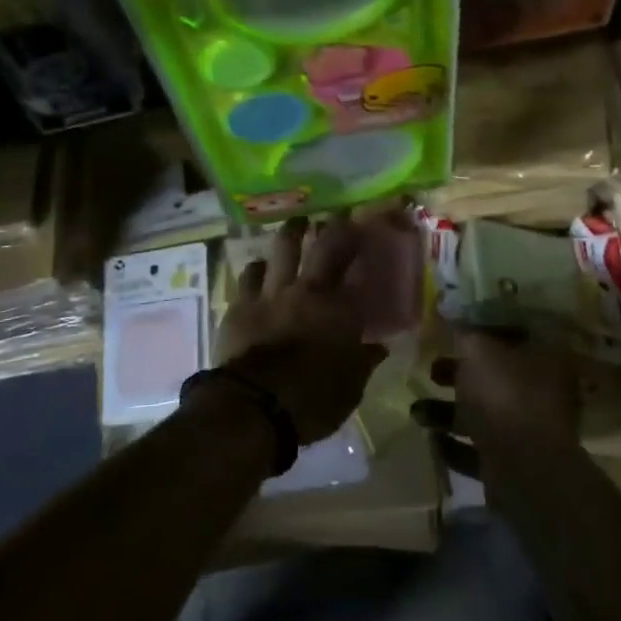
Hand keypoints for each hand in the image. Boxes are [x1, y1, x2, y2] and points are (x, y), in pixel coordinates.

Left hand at [213, 213, 387, 443]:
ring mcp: (273, 293)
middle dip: (335, 226)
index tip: (371, 232)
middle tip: (338, 213)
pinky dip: (259, 266)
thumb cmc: (312, 402)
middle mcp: (311, 291)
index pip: (360, 269)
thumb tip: (378, 347)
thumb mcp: (350, 389)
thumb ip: (364, 362)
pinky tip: (260, 264)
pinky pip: (251, 273)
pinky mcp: (242, 303)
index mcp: (342, 311)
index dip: (366, 247)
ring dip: (292, 232)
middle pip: (325, 246)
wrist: (253, 407)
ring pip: (284, 248)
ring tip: (297, 223)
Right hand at [413, 325, 581, 482]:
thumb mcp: (478, 350)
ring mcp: (528, 431)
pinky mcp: (512, 464)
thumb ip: (463, 332)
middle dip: (458, 373)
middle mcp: (541, 392)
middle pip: (494, 375)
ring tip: (416, 411)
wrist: (523, 470)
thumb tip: (449, 313)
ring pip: (483, 414)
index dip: (482, 328)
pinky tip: (432, 439)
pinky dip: (454, 445)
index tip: (452, 328)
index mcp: (545, 357)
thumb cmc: (505, 395)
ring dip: (448, 412)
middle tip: (430, 369)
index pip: (513, 333)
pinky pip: (478, 450)